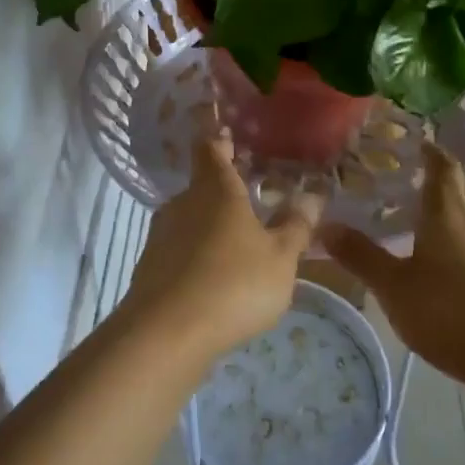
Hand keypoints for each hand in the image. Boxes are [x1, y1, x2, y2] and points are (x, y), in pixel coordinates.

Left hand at [119, 133, 320, 363]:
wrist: (165, 336)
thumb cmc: (232, 284)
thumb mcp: (280, 258)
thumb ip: (296, 226)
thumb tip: (313, 196)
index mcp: (215, 189)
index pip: (211, 146)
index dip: (219, 135)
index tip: (228, 128)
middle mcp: (183, 203)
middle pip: (203, 184)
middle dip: (226, 187)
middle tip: (253, 192)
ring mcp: (162, 235)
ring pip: (192, 219)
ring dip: (213, 224)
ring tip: (241, 240)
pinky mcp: (151, 268)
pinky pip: (181, 250)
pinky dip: (199, 254)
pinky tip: (218, 278)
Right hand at [324, 143, 464, 401]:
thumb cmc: (452, 312)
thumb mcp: (394, 287)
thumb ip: (361, 256)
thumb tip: (324, 225)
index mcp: (448, 213)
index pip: (443, 167)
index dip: (430, 152)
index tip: (416, 144)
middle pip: (463, 189)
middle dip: (441, 182)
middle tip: (413, 184)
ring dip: (454, 213)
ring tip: (426, 225)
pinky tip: (449, 267)